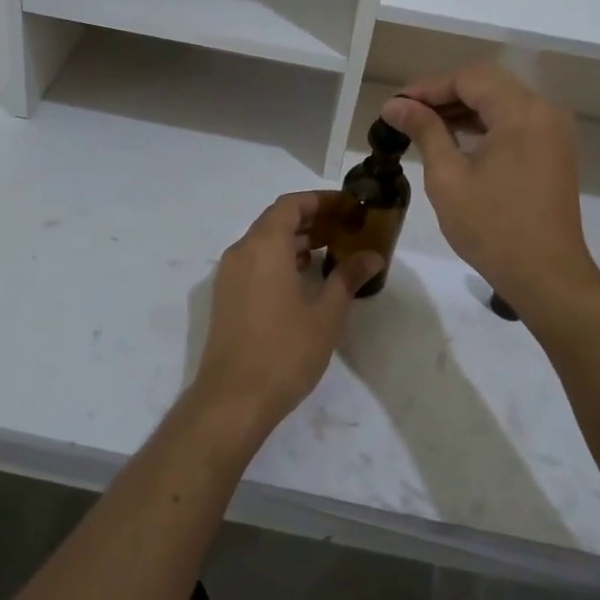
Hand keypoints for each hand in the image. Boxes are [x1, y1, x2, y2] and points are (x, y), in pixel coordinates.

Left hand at [193, 192, 380, 434]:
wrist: (233, 398)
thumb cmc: (284, 351)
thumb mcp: (326, 314)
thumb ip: (348, 278)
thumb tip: (372, 256)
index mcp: (264, 245)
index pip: (291, 205)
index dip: (320, 200)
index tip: (348, 206)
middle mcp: (242, 251)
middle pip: (276, 220)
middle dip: (311, 219)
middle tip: (346, 227)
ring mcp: (229, 274)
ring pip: (264, 241)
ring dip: (295, 239)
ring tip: (331, 249)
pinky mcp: (226, 296)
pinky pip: (255, 261)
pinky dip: (279, 258)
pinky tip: (304, 276)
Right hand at [382, 63, 599, 317]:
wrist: (547, 277)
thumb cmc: (493, 228)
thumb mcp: (448, 177)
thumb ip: (424, 131)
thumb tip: (395, 105)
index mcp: (522, 112)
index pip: (469, 78)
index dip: (428, 86)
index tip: (395, 104)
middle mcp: (544, 111)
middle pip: (487, 83)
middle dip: (444, 93)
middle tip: (405, 112)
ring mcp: (553, 131)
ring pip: (501, 101)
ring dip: (462, 107)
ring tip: (422, 124)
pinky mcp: (553, 151)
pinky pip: (514, 121)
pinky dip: (483, 123)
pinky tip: (454, 138)